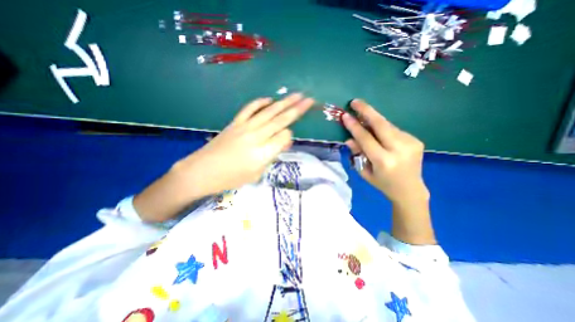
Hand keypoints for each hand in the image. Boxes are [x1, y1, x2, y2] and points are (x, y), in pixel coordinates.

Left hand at [176, 93, 313, 196]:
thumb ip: (272, 156)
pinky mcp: (236, 123)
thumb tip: (284, 141)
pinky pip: (250, 109)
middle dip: (297, 110)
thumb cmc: (231, 178)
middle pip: (280, 120)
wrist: (202, 171)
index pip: (284, 137)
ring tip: (297, 95)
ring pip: (269, 112)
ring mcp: (245, 127)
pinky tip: (269, 99)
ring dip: (284, 103)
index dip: (288, 136)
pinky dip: (260, 102)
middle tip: (309, 100)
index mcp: (263, 153)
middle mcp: (256, 137)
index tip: (287, 139)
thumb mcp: (256, 174)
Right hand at [340, 98, 425, 203]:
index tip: (345, 115)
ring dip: (374, 119)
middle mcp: (399, 149)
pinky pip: (394, 130)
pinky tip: (378, 132)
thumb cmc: (383, 183)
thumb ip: (357, 154)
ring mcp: (411, 143)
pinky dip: (383, 128)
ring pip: (387, 125)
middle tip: (355, 102)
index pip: (366, 139)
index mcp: (384, 161)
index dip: (354, 126)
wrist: (410, 190)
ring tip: (363, 115)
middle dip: (367, 111)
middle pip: (381, 124)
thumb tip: (349, 139)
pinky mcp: (416, 140)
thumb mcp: (364, 171)